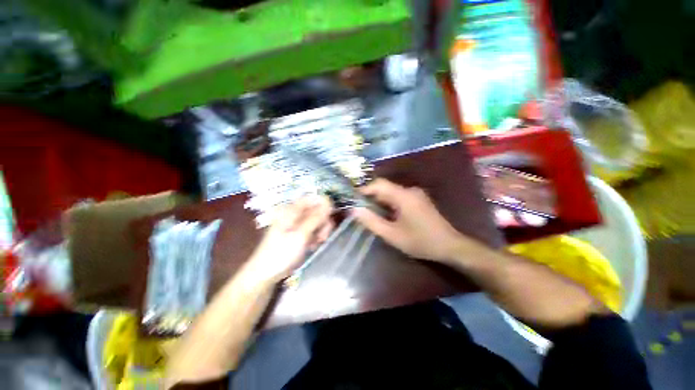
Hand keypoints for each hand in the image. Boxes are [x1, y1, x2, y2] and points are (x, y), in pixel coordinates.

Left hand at [242, 196, 332, 284]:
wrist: (266, 273)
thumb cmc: (281, 253)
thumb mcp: (301, 235)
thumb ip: (316, 217)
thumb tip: (329, 200)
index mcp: (292, 210)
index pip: (313, 198)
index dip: (324, 204)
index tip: (330, 217)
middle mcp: (295, 213)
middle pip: (317, 209)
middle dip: (323, 222)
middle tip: (322, 235)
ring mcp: (298, 223)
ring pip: (318, 220)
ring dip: (321, 231)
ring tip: (317, 243)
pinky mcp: (300, 233)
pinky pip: (314, 229)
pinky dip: (316, 236)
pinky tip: (312, 246)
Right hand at [352, 179, 465, 262]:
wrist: (450, 246)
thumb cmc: (420, 241)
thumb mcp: (392, 235)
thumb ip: (372, 222)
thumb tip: (355, 210)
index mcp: (403, 196)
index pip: (379, 184)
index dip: (364, 189)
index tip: (354, 199)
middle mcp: (410, 190)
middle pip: (385, 188)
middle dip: (371, 197)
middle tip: (360, 209)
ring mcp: (416, 195)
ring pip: (392, 193)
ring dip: (380, 201)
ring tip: (371, 213)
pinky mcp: (419, 200)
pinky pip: (400, 197)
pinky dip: (389, 204)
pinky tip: (386, 215)